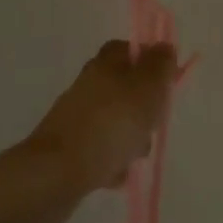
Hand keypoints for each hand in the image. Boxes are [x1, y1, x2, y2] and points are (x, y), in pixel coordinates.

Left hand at [26, 40, 178, 193]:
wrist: (57, 173)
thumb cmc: (111, 124)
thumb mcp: (147, 87)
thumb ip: (160, 65)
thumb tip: (164, 47)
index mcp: (105, 64)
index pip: (128, 49)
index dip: (149, 61)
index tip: (165, 82)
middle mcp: (88, 86)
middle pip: (125, 89)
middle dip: (144, 109)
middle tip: (151, 125)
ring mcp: (76, 117)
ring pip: (115, 121)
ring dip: (130, 139)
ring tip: (132, 156)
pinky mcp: (69, 148)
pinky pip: (101, 150)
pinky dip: (111, 160)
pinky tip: (115, 174)